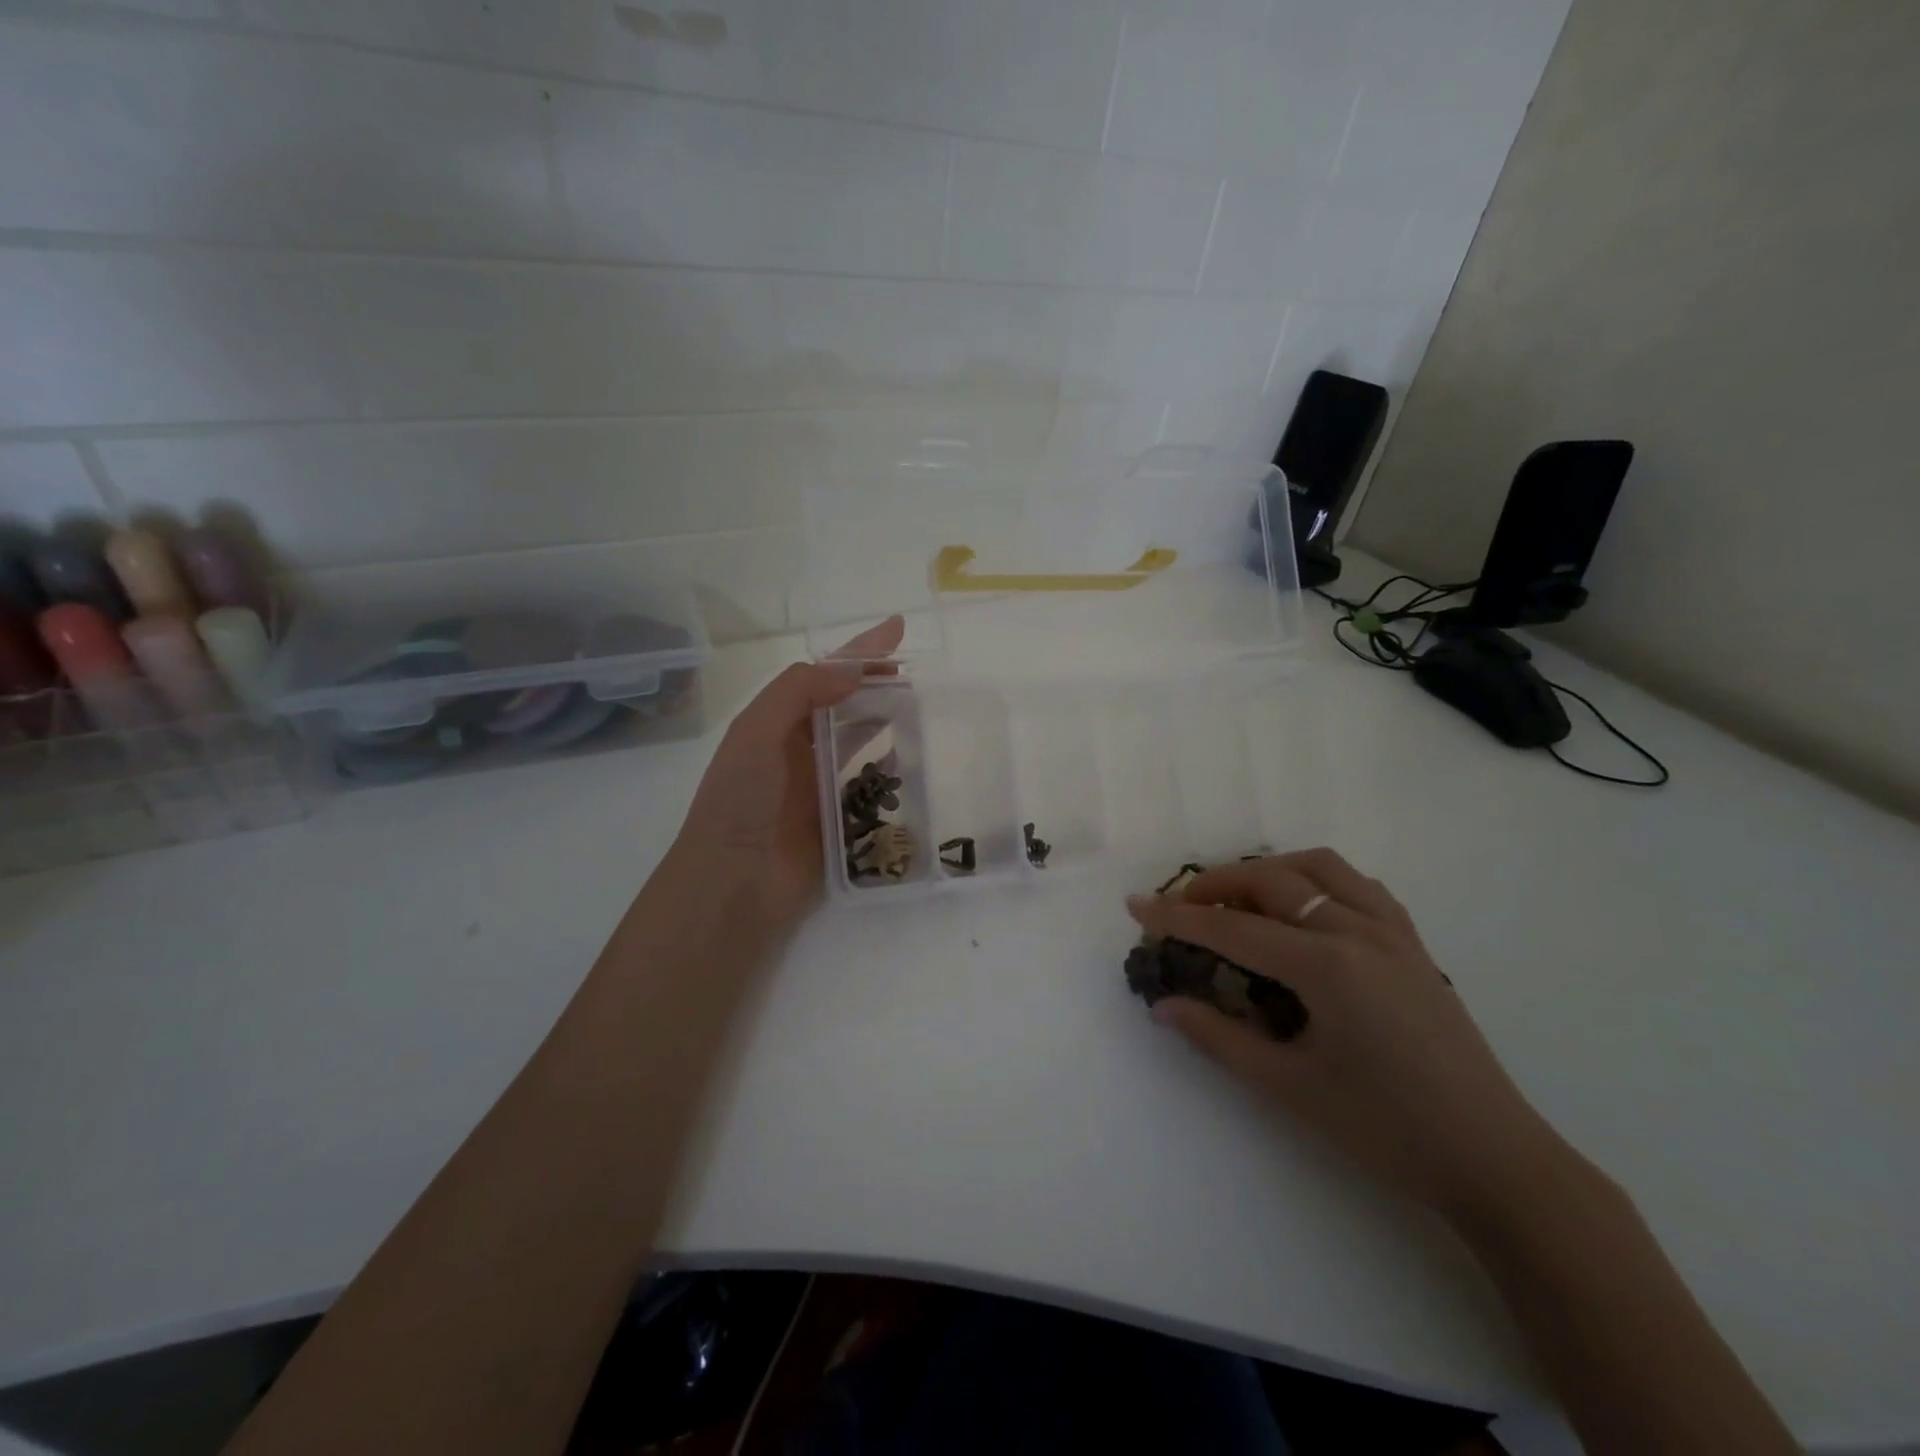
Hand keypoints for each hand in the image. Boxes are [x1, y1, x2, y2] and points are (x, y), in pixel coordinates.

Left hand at [673, 617, 904, 928]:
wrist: (734, 880)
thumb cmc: (741, 799)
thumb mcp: (757, 732)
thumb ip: (799, 692)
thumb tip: (852, 672)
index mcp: (776, 722)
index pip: (824, 674)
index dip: (859, 651)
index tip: (897, 628)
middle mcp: (799, 748)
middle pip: (846, 703)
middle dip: (877, 683)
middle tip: (916, 674)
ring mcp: (819, 784)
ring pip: (860, 740)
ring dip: (885, 719)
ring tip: (921, 706)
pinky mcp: (839, 819)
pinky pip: (871, 785)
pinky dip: (889, 769)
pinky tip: (911, 758)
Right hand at [1127, 848, 1563, 1221]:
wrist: (1493, 1160)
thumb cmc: (1385, 1128)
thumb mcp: (1289, 1086)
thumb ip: (1218, 1038)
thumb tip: (1163, 1007)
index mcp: (1327, 965)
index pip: (1233, 929)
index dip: (1177, 917)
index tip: (1136, 905)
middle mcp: (1359, 931)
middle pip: (1273, 880)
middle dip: (1217, 885)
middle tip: (1182, 907)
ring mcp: (1393, 932)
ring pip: (1320, 867)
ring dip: (1270, 871)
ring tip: (1240, 899)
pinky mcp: (1414, 944)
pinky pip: (1359, 886)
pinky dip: (1318, 880)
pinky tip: (1305, 908)